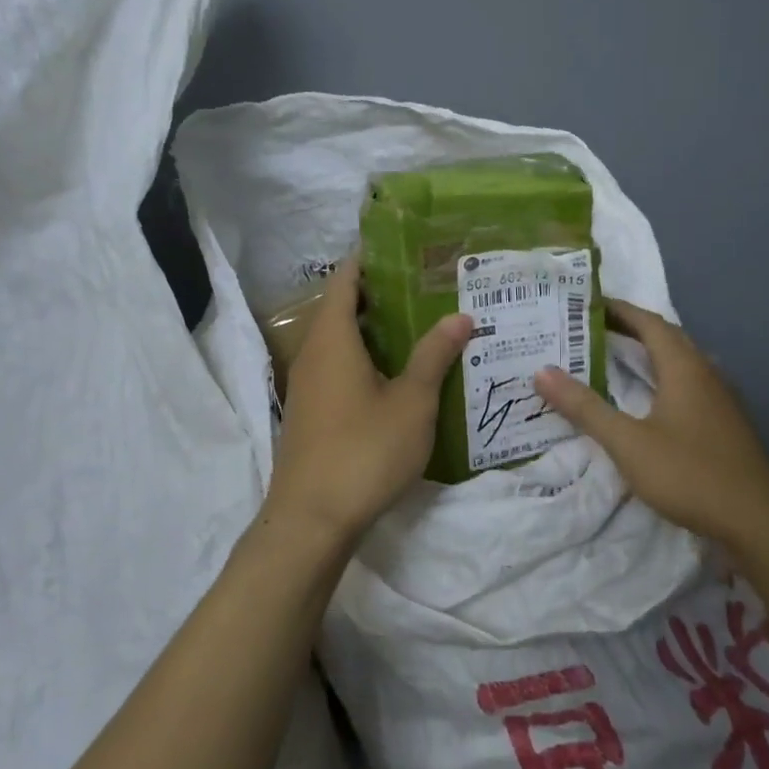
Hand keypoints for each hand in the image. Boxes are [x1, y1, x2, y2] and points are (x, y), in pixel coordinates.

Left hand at [263, 259, 472, 545]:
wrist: (311, 520)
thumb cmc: (364, 451)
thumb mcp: (411, 402)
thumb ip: (434, 355)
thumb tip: (460, 316)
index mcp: (333, 338)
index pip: (347, 278)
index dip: (372, 258)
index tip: (407, 248)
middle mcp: (313, 353)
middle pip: (344, 307)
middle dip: (383, 293)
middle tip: (429, 286)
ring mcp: (308, 384)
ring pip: (342, 340)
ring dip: (376, 329)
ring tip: (422, 324)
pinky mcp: (312, 411)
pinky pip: (338, 367)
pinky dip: (366, 357)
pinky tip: (399, 373)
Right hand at [534, 299, 768, 545]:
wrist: (759, 522)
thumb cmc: (689, 473)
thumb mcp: (627, 442)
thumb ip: (585, 407)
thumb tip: (542, 371)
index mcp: (685, 368)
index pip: (650, 323)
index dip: (619, 310)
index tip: (588, 303)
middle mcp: (707, 374)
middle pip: (668, 339)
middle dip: (632, 329)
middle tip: (593, 330)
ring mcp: (722, 400)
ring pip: (681, 363)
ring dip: (650, 354)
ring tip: (616, 359)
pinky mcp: (726, 424)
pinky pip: (690, 386)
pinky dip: (663, 380)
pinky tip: (651, 401)